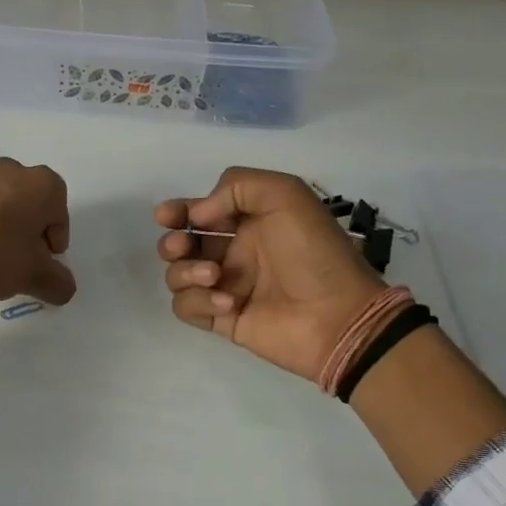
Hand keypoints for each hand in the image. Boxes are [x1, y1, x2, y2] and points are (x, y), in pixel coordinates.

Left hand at [0, 157, 74, 335]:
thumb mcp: (33, 276)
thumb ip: (58, 283)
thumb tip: (65, 288)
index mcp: (43, 184)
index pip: (60, 217)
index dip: (53, 246)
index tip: (39, 266)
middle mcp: (15, 171)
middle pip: (33, 210)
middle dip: (30, 237)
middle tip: (20, 265)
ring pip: (6, 209)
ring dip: (5, 234)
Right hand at [154, 167, 383, 384]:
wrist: (338, 316)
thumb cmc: (314, 252)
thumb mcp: (286, 195)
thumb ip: (237, 187)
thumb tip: (197, 217)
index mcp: (249, 222)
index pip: (200, 212)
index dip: (177, 211)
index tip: (168, 216)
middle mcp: (233, 252)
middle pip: (180, 244)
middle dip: (173, 242)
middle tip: (184, 247)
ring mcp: (225, 287)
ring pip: (177, 275)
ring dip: (185, 272)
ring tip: (213, 276)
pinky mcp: (222, 319)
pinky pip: (186, 307)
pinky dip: (198, 302)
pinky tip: (228, 303)